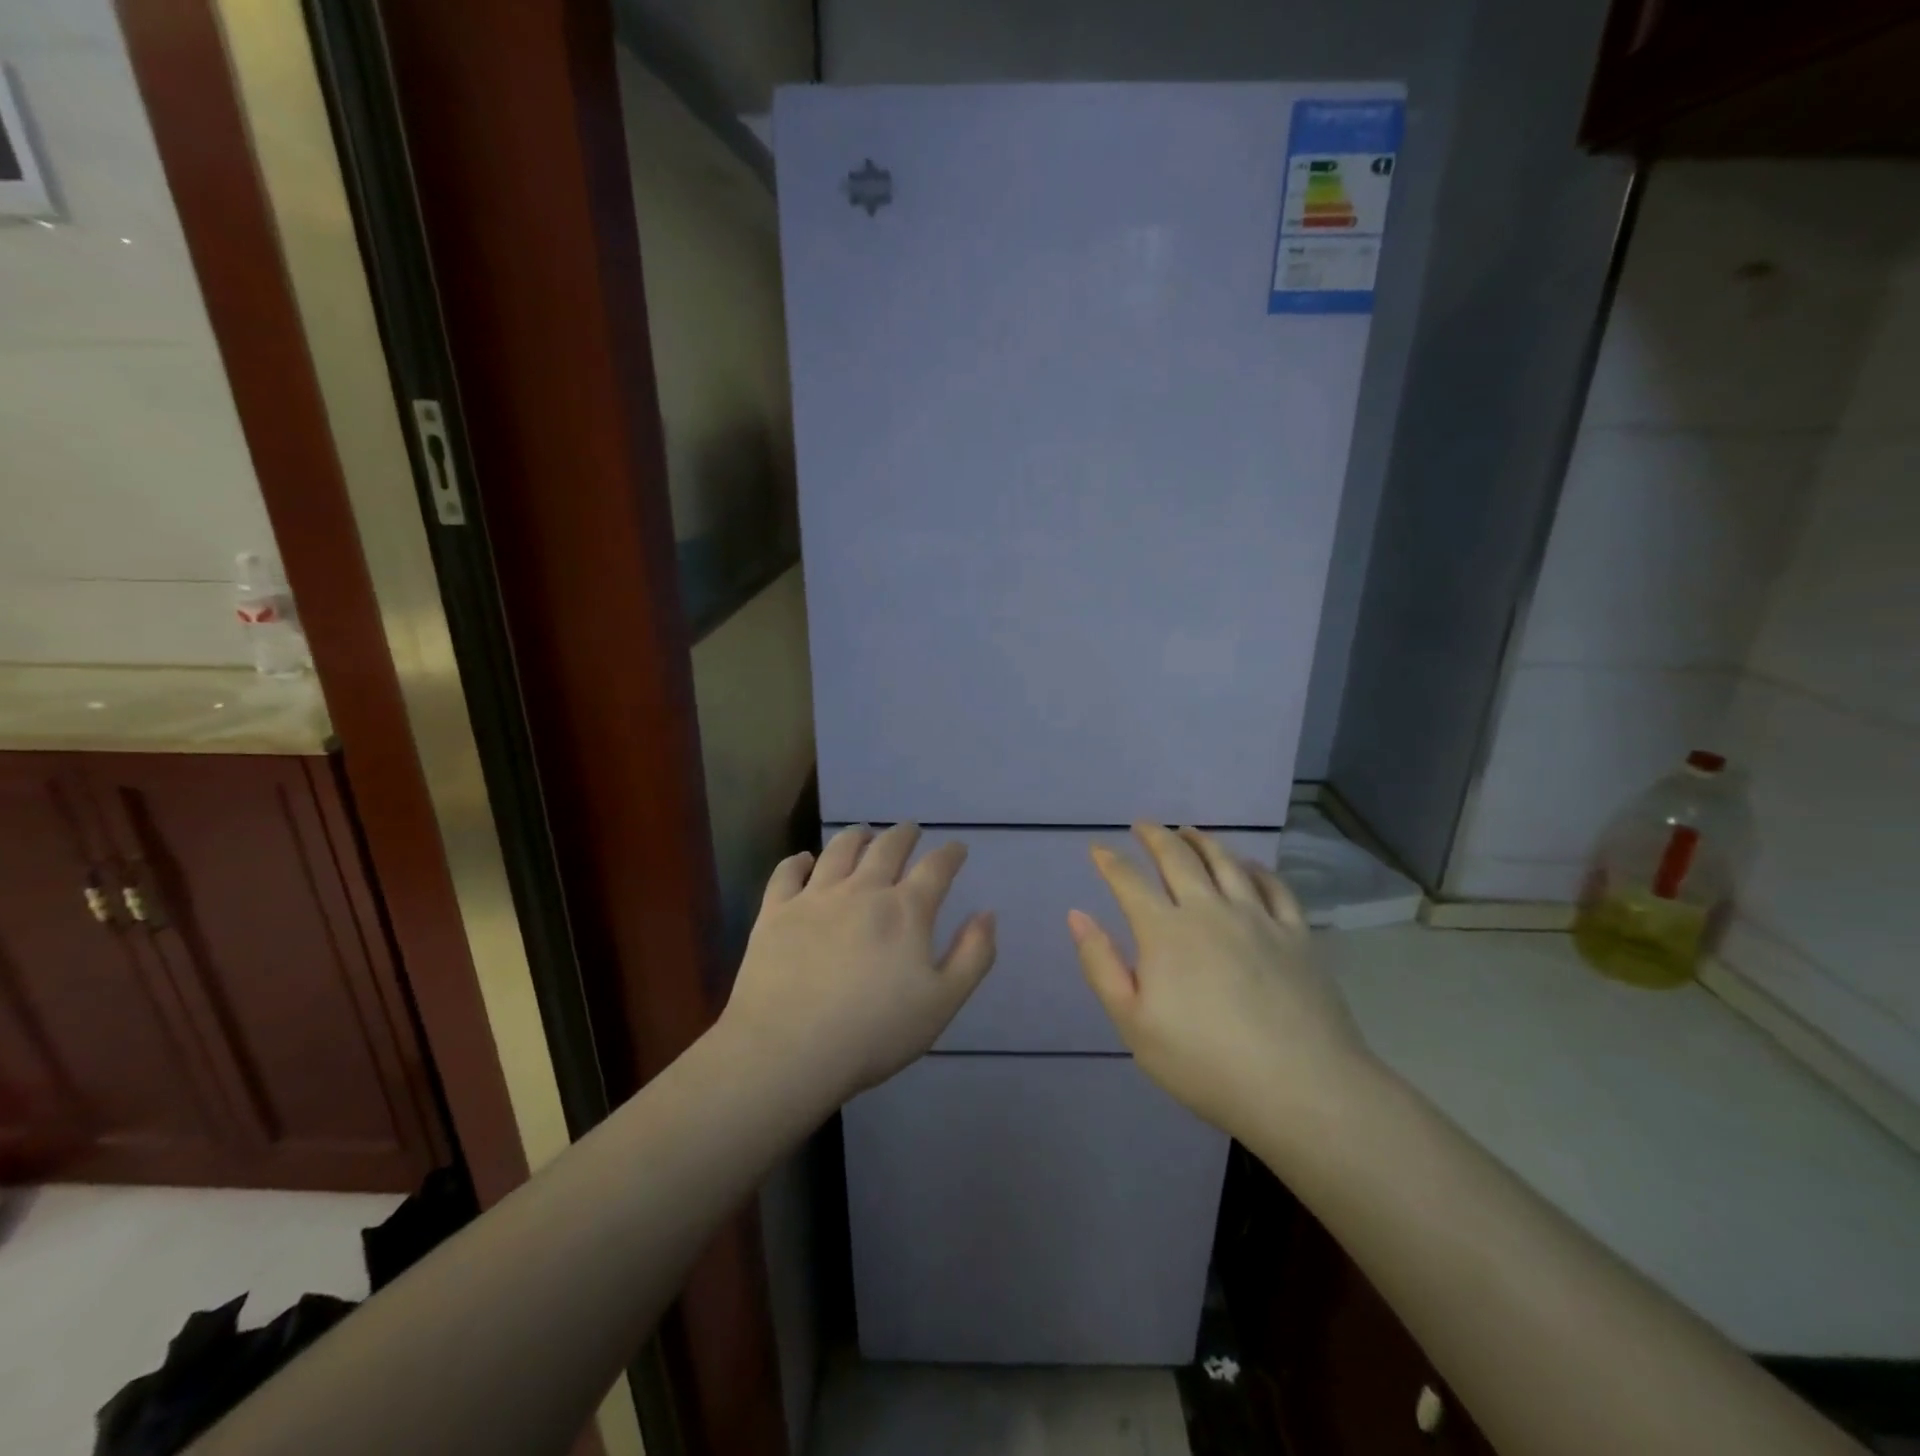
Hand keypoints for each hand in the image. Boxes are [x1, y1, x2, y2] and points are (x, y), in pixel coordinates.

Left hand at [721, 824, 996, 1105]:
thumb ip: (972, 956)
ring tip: (863, 833)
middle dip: (903, 835)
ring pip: (839, 850)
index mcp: (905, 911)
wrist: (789, 1050)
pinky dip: (798, 861)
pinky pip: (787, 873)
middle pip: (887, 848)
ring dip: (856, 836)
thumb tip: (987, 914)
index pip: (935, 868)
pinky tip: (804, 860)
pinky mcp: (775, 912)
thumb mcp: (942, 1003)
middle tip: (910, 831)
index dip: (950, 854)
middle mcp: (862, 891)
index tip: (956, 848)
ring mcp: (815, 898)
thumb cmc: (874, 1032)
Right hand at [1068, 824, 1372, 1141]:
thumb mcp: (1133, 1024)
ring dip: (1202, 841)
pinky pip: (1274, 887)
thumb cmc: (1204, 1063)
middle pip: (1178, 859)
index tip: (1098, 848)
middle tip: (1142, 824)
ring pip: (1226, 863)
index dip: (1110, 861)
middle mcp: (1209, 910)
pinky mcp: (1296, 934)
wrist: (1300, 1088)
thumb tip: (1077, 915)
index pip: (1129, 882)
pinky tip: (1249, 865)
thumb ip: (1101, 965)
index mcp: (1165, 931)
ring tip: (1189, 831)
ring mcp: (1258, 918)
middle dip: (1155, 837)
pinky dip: (1256, 868)